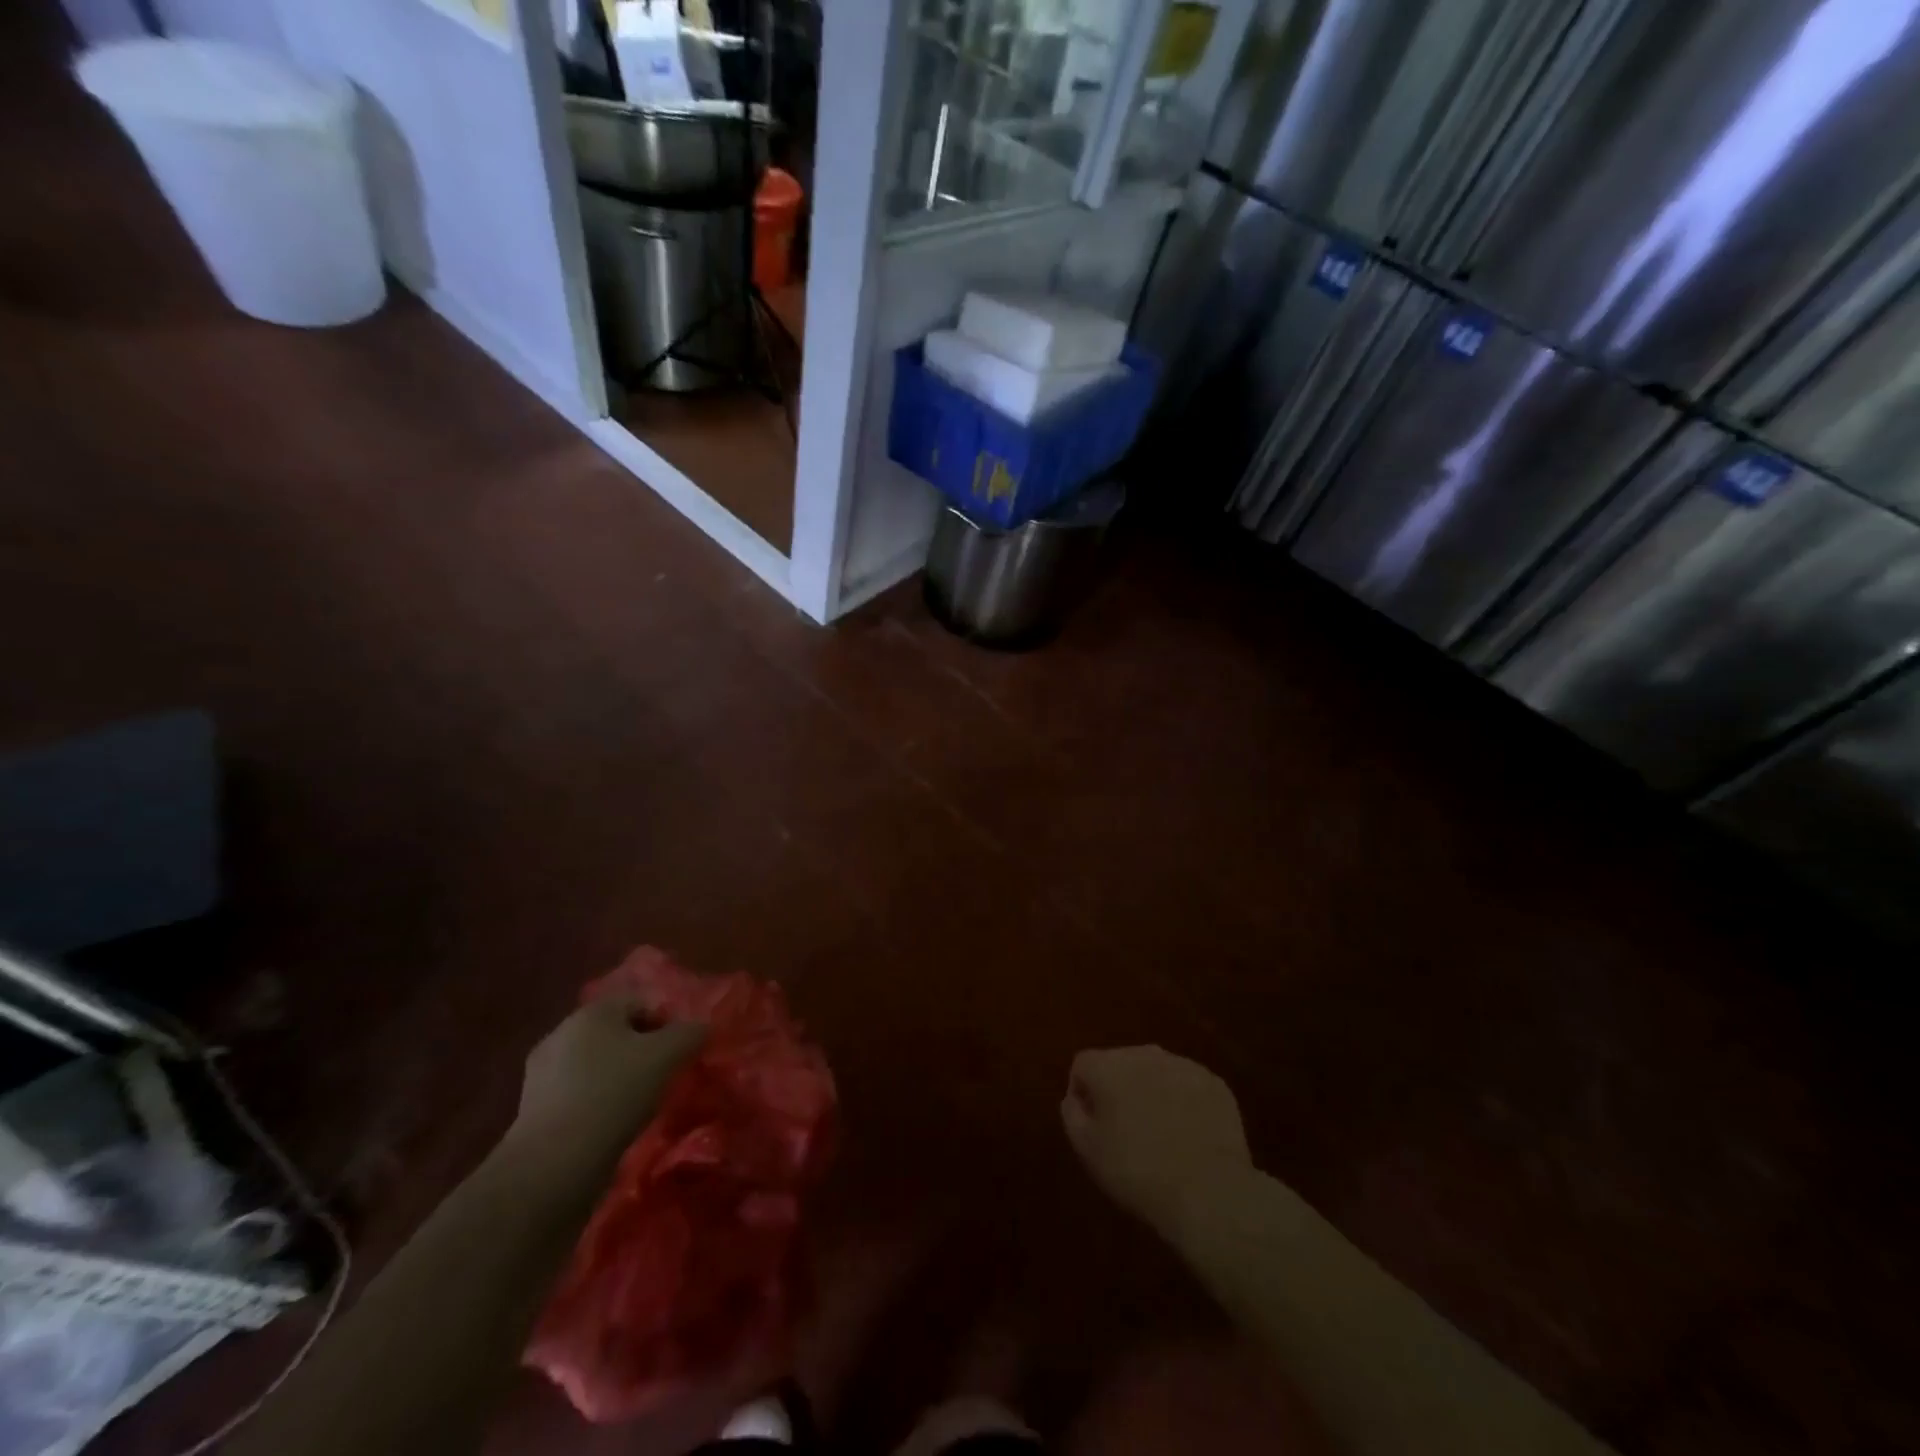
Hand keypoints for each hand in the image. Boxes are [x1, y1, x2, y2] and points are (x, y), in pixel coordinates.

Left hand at [512, 996, 705, 1165]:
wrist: (553, 1165)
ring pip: (597, 1063)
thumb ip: (691, 1033)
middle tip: (663, 1076)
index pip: (641, 1001)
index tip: (680, 1053)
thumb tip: (701, 1028)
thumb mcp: (668, 1055)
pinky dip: (598, 1102)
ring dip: (619, 1077)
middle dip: (642, 1049)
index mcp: (593, 1011)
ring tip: (639, 1105)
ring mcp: (542, 1072)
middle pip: (617, 1031)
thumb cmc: (615, 1094)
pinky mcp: (533, 1109)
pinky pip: (579, 1092)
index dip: (667, 1022)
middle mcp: (562, 1031)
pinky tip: (611, 1124)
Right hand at [1062, 1046, 1252, 1236]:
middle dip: (1118, 1089)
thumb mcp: (1087, 1150)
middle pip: (1120, 1063)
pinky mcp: (1214, 1084)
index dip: (1083, 1094)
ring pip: (1156, 1072)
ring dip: (1152, 1093)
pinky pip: (1187, 1086)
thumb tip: (1076, 1096)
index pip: (1082, 1065)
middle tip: (1126, 1131)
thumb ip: (1072, 1113)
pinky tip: (1189, 1137)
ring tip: (1160, 1136)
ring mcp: (1183, 1066)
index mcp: (1108, 1066)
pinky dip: (1183, 1103)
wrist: (1209, 1193)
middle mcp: (1144, 1054)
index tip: (1093, 1126)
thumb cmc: (1137, 1172)